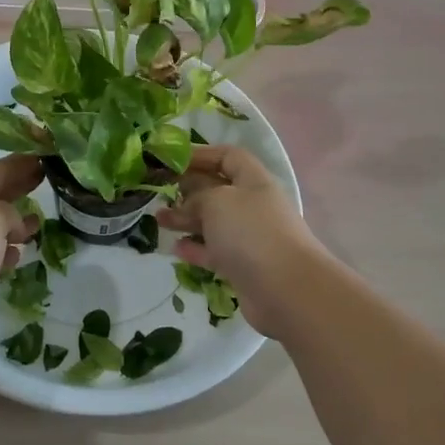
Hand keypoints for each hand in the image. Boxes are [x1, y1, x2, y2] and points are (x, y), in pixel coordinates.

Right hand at [158, 146, 323, 335]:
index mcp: (253, 181)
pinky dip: (195, 248)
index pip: (228, 156)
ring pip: (213, 222)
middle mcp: (253, 206)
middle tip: (159, 191)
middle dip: (188, 188)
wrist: (286, 290)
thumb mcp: (217, 201)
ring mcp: (249, 237)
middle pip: (217, 189)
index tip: (172, 160)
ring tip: (158, 219)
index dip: (201, 154)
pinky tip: (175, 247)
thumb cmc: (251, 232)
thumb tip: (187, 205)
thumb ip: (196, 196)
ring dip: (186, 219)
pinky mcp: (243, 266)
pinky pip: (214, 251)